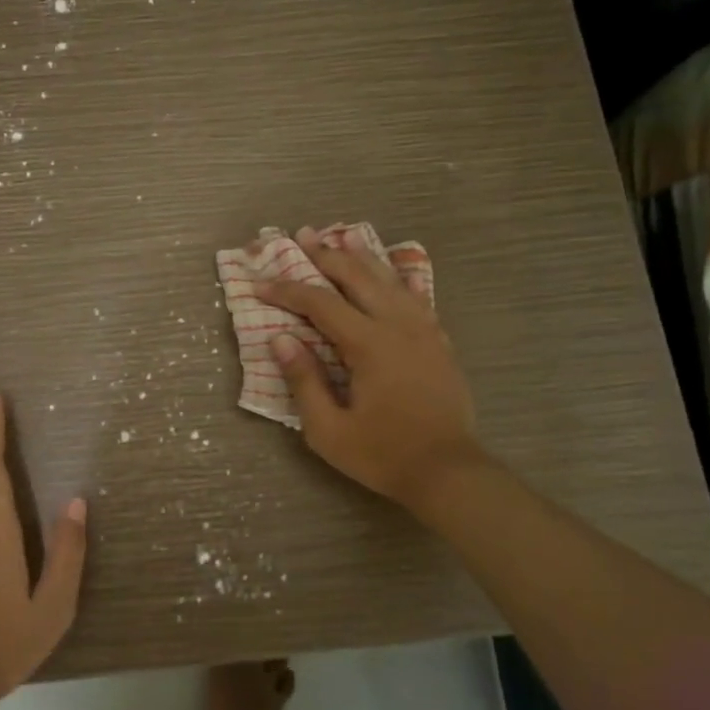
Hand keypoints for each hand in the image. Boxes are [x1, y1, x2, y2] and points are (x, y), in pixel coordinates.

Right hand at [256, 227, 479, 510]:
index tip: (260, 285)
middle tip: (301, 237)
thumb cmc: (383, 454)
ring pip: (390, 279)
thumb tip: (281, 340)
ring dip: (362, 256)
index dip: (288, 290)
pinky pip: (415, 296)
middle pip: (358, 276)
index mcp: (369, 345)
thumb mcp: (328, 430)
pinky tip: (391, 270)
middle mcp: (398, 326)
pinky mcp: (438, 341)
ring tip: (341, 236)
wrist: (449, 473)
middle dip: (326, 255)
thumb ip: (304, 381)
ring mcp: (424, 330)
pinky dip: (396, 277)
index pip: (321, 303)